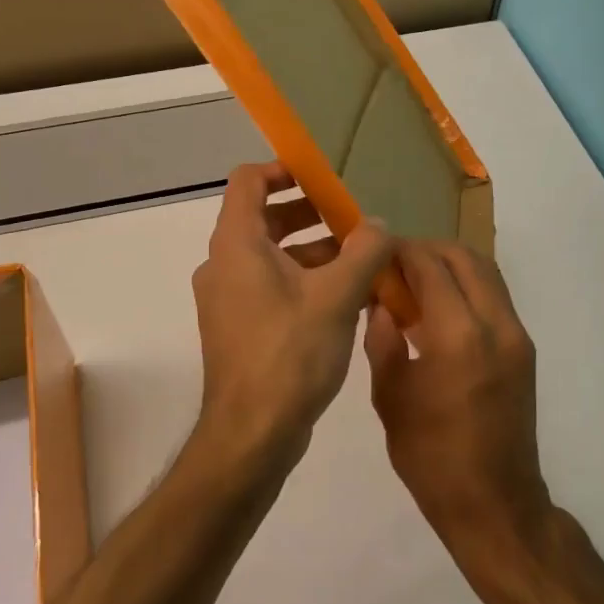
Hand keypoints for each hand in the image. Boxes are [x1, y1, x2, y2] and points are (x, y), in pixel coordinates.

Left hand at [191, 163, 391, 474]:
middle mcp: (224, 264)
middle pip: (263, 217)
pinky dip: (304, 280)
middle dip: (310, 213)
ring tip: (361, 258)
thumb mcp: (337, 296)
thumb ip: (364, 251)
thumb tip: (379, 225)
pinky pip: (271, 287)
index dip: (283, 169)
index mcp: (237, 244)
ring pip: (271, 256)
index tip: (322, 175)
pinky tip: (347, 298)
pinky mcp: (239, 327)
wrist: (252, 434)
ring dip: (313, 250)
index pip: (249, 181)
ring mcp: (228, 298)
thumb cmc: (290, 354)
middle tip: (352, 218)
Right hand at [366, 242, 549, 555]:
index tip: (373, 252)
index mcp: (458, 336)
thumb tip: (379, 302)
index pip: (429, 265)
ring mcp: (516, 335)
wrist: (495, 505)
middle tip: (393, 264)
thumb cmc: (431, 457)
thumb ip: (382, 340)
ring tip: (414, 282)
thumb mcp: (390, 397)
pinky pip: (494, 295)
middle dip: (425, 250)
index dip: (399, 251)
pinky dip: (466, 285)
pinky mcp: (523, 348)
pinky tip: (438, 308)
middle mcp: (495, 324)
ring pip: (485, 271)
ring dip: (449, 264)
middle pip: (463, 256)